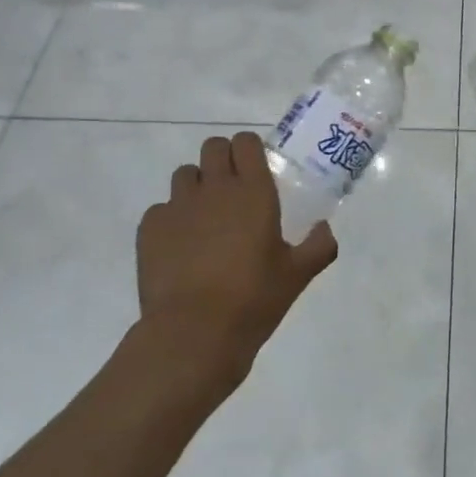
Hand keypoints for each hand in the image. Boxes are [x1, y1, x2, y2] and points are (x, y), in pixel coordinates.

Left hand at [135, 132, 337, 383]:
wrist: (193, 334)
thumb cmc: (253, 299)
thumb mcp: (297, 276)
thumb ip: (319, 246)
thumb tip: (325, 229)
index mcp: (253, 192)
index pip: (246, 142)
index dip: (250, 150)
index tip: (256, 170)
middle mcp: (214, 188)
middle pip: (213, 147)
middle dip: (222, 159)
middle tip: (232, 190)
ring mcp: (178, 206)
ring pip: (185, 174)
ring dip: (196, 186)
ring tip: (205, 219)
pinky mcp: (150, 228)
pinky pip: (161, 208)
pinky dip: (172, 219)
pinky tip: (181, 248)